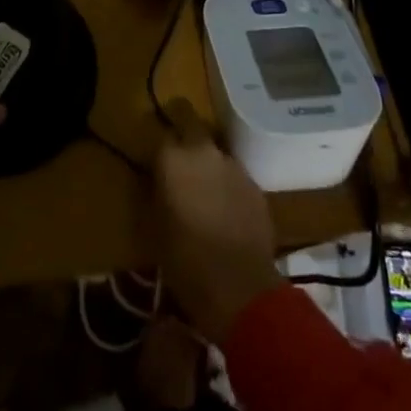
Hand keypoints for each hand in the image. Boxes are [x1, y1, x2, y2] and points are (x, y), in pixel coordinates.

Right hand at [154, 109, 282, 340]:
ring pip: (215, 150)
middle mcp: (204, 152)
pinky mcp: (255, 186)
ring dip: (208, 161)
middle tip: (178, 153)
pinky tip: (224, 208)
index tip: (155, 156)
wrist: (240, 287)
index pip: (161, 133)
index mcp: (173, 159)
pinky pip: (234, 175)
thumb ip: (157, 192)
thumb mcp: (156, 226)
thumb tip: (159, 179)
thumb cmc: (185, 261)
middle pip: (192, 123)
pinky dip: (226, 183)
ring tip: (203, 188)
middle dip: (184, 129)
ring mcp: (233, 166)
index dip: (159, 144)